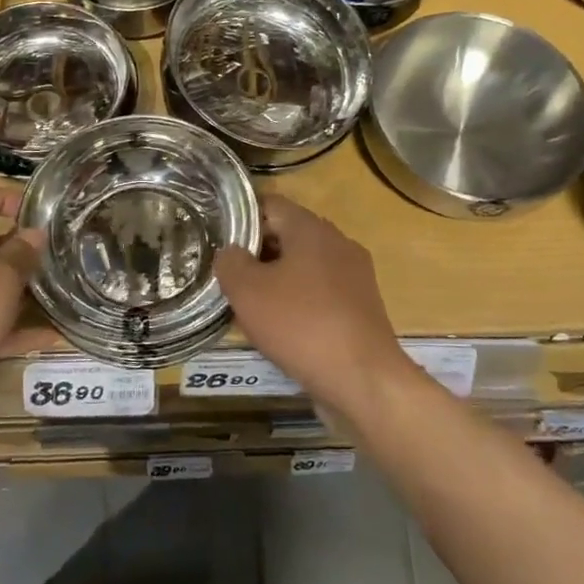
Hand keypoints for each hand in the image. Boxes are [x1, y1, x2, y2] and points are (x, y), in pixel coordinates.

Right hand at [213, 195, 414, 414]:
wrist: (363, 378)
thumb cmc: (300, 324)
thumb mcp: (247, 291)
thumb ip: (230, 262)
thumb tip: (231, 252)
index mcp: (311, 228)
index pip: (270, 205)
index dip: (241, 221)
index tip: (220, 245)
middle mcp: (338, 242)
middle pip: (288, 234)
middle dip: (258, 254)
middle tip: (231, 279)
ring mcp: (355, 274)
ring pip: (305, 265)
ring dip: (278, 280)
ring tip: (253, 307)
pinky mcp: (363, 305)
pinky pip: (322, 292)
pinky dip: (301, 302)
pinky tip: (284, 329)